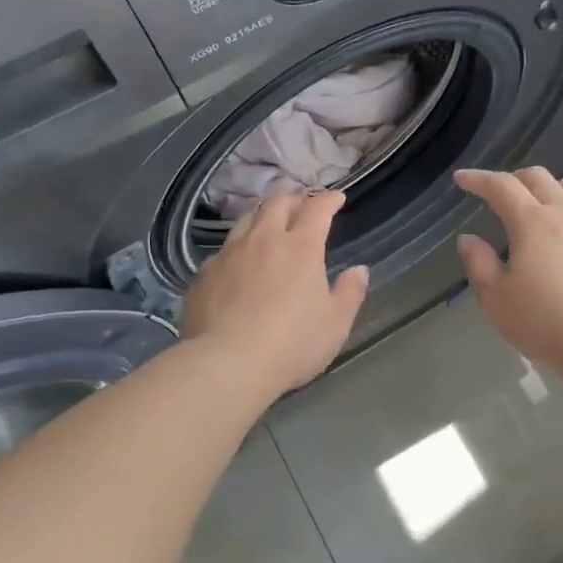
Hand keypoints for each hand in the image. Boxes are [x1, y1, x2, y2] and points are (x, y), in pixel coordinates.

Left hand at [180, 189, 369, 395]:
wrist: (227, 364)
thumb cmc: (292, 344)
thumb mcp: (336, 324)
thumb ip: (350, 293)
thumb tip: (358, 270)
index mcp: (301, 247)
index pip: (317, 208)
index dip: (328, 199)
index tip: (336, 199)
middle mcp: (263, 240)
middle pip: (277, 203)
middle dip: (294, 198)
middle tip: (302, 205)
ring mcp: (229, 254)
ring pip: (246, 220)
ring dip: (263, 217)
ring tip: (269, 226)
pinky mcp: (204, 274)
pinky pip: (224, 250)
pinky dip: (238, 248)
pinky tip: (239, 264)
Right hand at [454, 167, 562, 376]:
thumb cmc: (544, 324)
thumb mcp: (496, 299)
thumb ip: (478, 263)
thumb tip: (469, 239)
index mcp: (532, 222)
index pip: (501, 186)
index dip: (478, 179)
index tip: (461, 179)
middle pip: (538, 178)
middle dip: (512, 179)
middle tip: (496, 196)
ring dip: (545, 189)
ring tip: (534, 210)